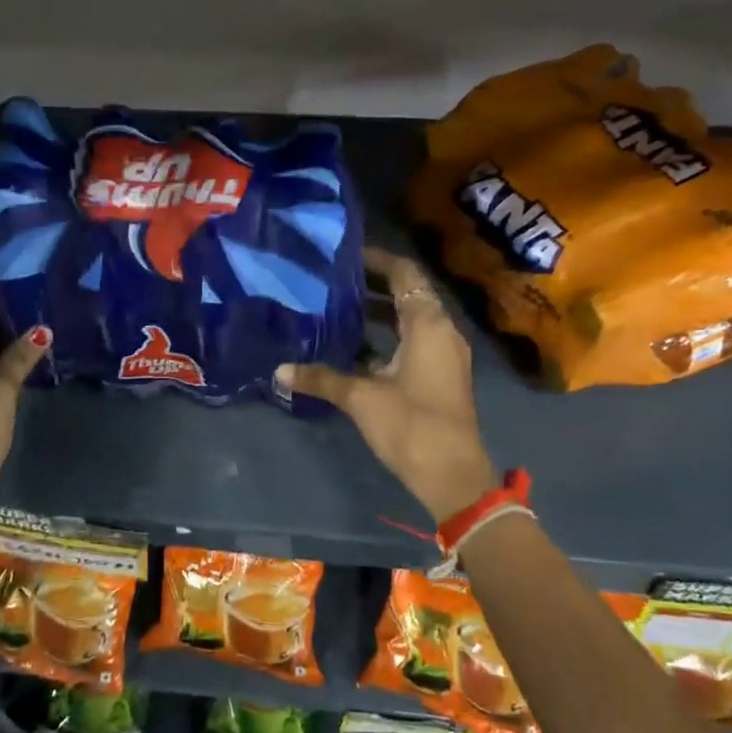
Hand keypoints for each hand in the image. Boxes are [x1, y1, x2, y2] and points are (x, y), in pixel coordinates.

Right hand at [277, 249, 497, 520]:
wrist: (452, 476)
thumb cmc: (410, 424)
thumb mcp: (360, 397)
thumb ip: (321, 378)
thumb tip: (279, 370)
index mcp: (428, 324)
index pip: (404, 274)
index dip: (376, 260)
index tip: (343, 256)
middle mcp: (441, 332)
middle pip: (408, 294)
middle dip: (372, 285)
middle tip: (332, 280)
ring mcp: (443, 355)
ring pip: (409, 320)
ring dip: (378, 313)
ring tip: (336, 308)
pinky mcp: (439, 377)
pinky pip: (412, 342)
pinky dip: (386, 338)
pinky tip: (353, 347)